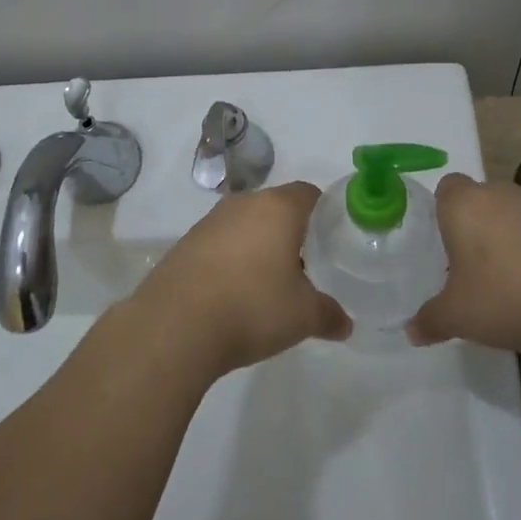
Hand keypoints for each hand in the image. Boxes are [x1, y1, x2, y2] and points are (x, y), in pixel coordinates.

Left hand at [132, 181, 350, 376]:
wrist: (175, 326)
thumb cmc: (252, 307)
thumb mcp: (303, 316)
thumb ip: (329, 315)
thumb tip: (345, 324)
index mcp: (278, 208)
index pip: (308, 193)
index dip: (324, 212)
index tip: (332, 238)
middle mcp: (243, 204)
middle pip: (276, 207)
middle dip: (291, 231)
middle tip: (305, 265)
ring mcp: (209, 222)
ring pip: (245, 224)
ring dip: (258, 245)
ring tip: (268, 283)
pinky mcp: (185, 244)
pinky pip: (219, 243)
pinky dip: (231, 260)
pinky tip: (233, 292)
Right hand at [409, 175, 520, 358]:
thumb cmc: (506, 299)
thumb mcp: (457, 317)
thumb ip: (430, 320)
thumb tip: (412, 331)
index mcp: (465, 205)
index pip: (447, 188)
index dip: (444, 211)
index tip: (447, 244)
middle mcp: (502, 194)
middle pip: (483, 199)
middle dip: (479, 226)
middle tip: (476, 268)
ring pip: (517, 214)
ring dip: (513, 237)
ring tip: (515, 281)